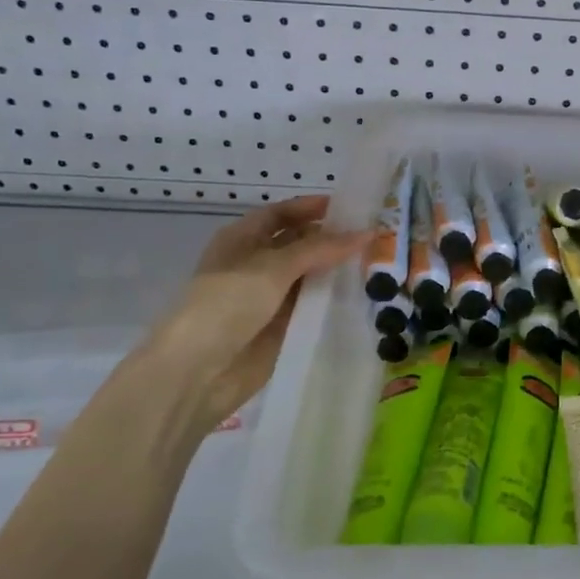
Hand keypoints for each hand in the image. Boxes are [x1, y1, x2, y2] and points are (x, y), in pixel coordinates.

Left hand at [136, 195, 367, 428]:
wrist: (198, 371)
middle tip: (378, 237)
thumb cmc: (228, 303)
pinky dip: (335, 300)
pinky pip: (313, 307)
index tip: (353, 207)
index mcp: (243, 239)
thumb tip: (367, 232)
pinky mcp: (282, 327)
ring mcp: (270, 297)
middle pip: (300, 244)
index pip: (282, 214)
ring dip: (338, 271)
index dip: (313, 208)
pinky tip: (367, 296)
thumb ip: (320, 248)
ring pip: (311, 277)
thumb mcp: (274, 266)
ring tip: (381, 264)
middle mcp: (256, 264)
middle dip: (333, 240)